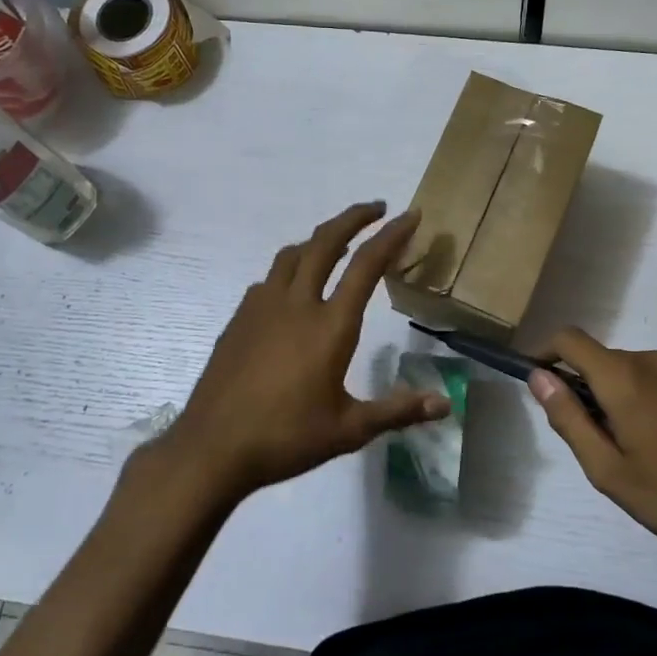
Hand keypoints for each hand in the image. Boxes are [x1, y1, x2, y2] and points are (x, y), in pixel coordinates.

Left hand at [164, 202, 448, 498]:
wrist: (212, 447)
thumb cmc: (285, 438)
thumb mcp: (349, 429)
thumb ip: (397, 411)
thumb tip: (444, 404)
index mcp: (329, 326)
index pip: (366, 265)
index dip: (391, 235)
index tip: (409, 215)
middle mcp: (296, 304)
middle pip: (325, 242)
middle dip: (354, 218)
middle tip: (376, 208)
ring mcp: (262, 307)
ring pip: (293, 254)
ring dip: (319, 239)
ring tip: (337, 242)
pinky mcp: (239, 318)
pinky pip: (270, 278)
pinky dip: (291, 268)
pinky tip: (293, 289)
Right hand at [528, 328, 656, 585]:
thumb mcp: (609, 469)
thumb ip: (568, 418)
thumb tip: (538, 378)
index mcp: (624, 377)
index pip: (569, 339)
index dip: (544, 353)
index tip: (536, 382)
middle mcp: (653, 360)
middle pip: (600, 358)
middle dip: (583, 386)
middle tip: (590, 438)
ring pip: (630, 370)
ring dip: (616, 395)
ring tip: (630, 447)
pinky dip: (644, 399)